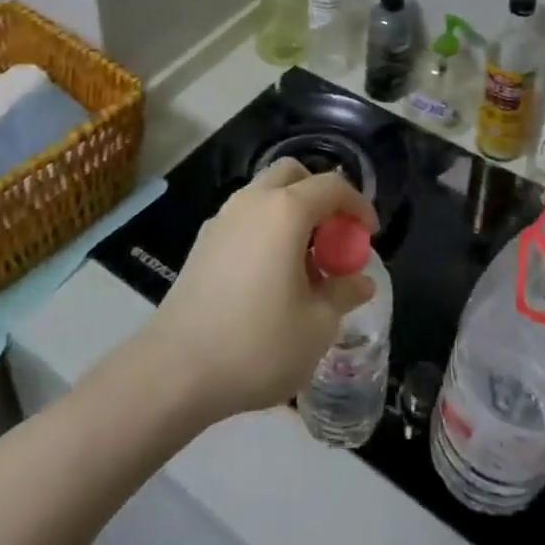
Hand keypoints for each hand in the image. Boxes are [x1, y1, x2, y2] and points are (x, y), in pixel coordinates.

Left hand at [140, 160, 379, 423]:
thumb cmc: (257, 344)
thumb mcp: (316, 326)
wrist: (175, 370)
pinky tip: (269, 275)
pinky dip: (266, 228)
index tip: (369, 236)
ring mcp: (223, 218)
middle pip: (294, 175)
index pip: (332, 186)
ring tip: (303, 262)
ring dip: (291, 212)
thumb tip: (360, 281)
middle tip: (334, 237)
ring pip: (265, 194)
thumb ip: (342, 294)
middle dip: (320, 196)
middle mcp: (253, 201)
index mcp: (286, 210)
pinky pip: (245, 217)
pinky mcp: (203, 241)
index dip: (358, 205)